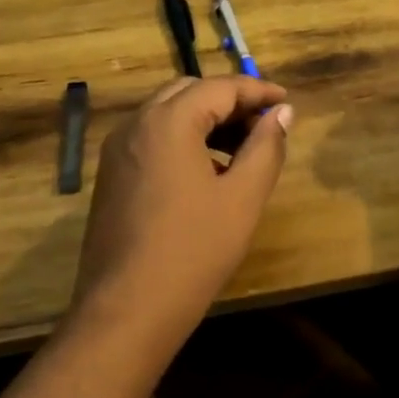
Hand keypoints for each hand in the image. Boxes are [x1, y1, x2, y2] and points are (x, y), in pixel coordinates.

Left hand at [70, 75, 291, 345]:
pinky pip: (152, 139)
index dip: (257, 91)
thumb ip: (266, 147)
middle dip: (230, 102)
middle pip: (189, 92)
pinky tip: (207, 172)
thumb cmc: (194, 250)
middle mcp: (136, 124)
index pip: (220, 87)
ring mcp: (118, 150)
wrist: (127, 310)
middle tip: (265, 125)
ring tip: (242, 150)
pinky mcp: (111, 175)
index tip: (287, 102)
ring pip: (167, 114)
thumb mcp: (243, 197)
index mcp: (168, 121)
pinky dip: (183, 139)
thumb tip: (282, 113)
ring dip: (206, 120)